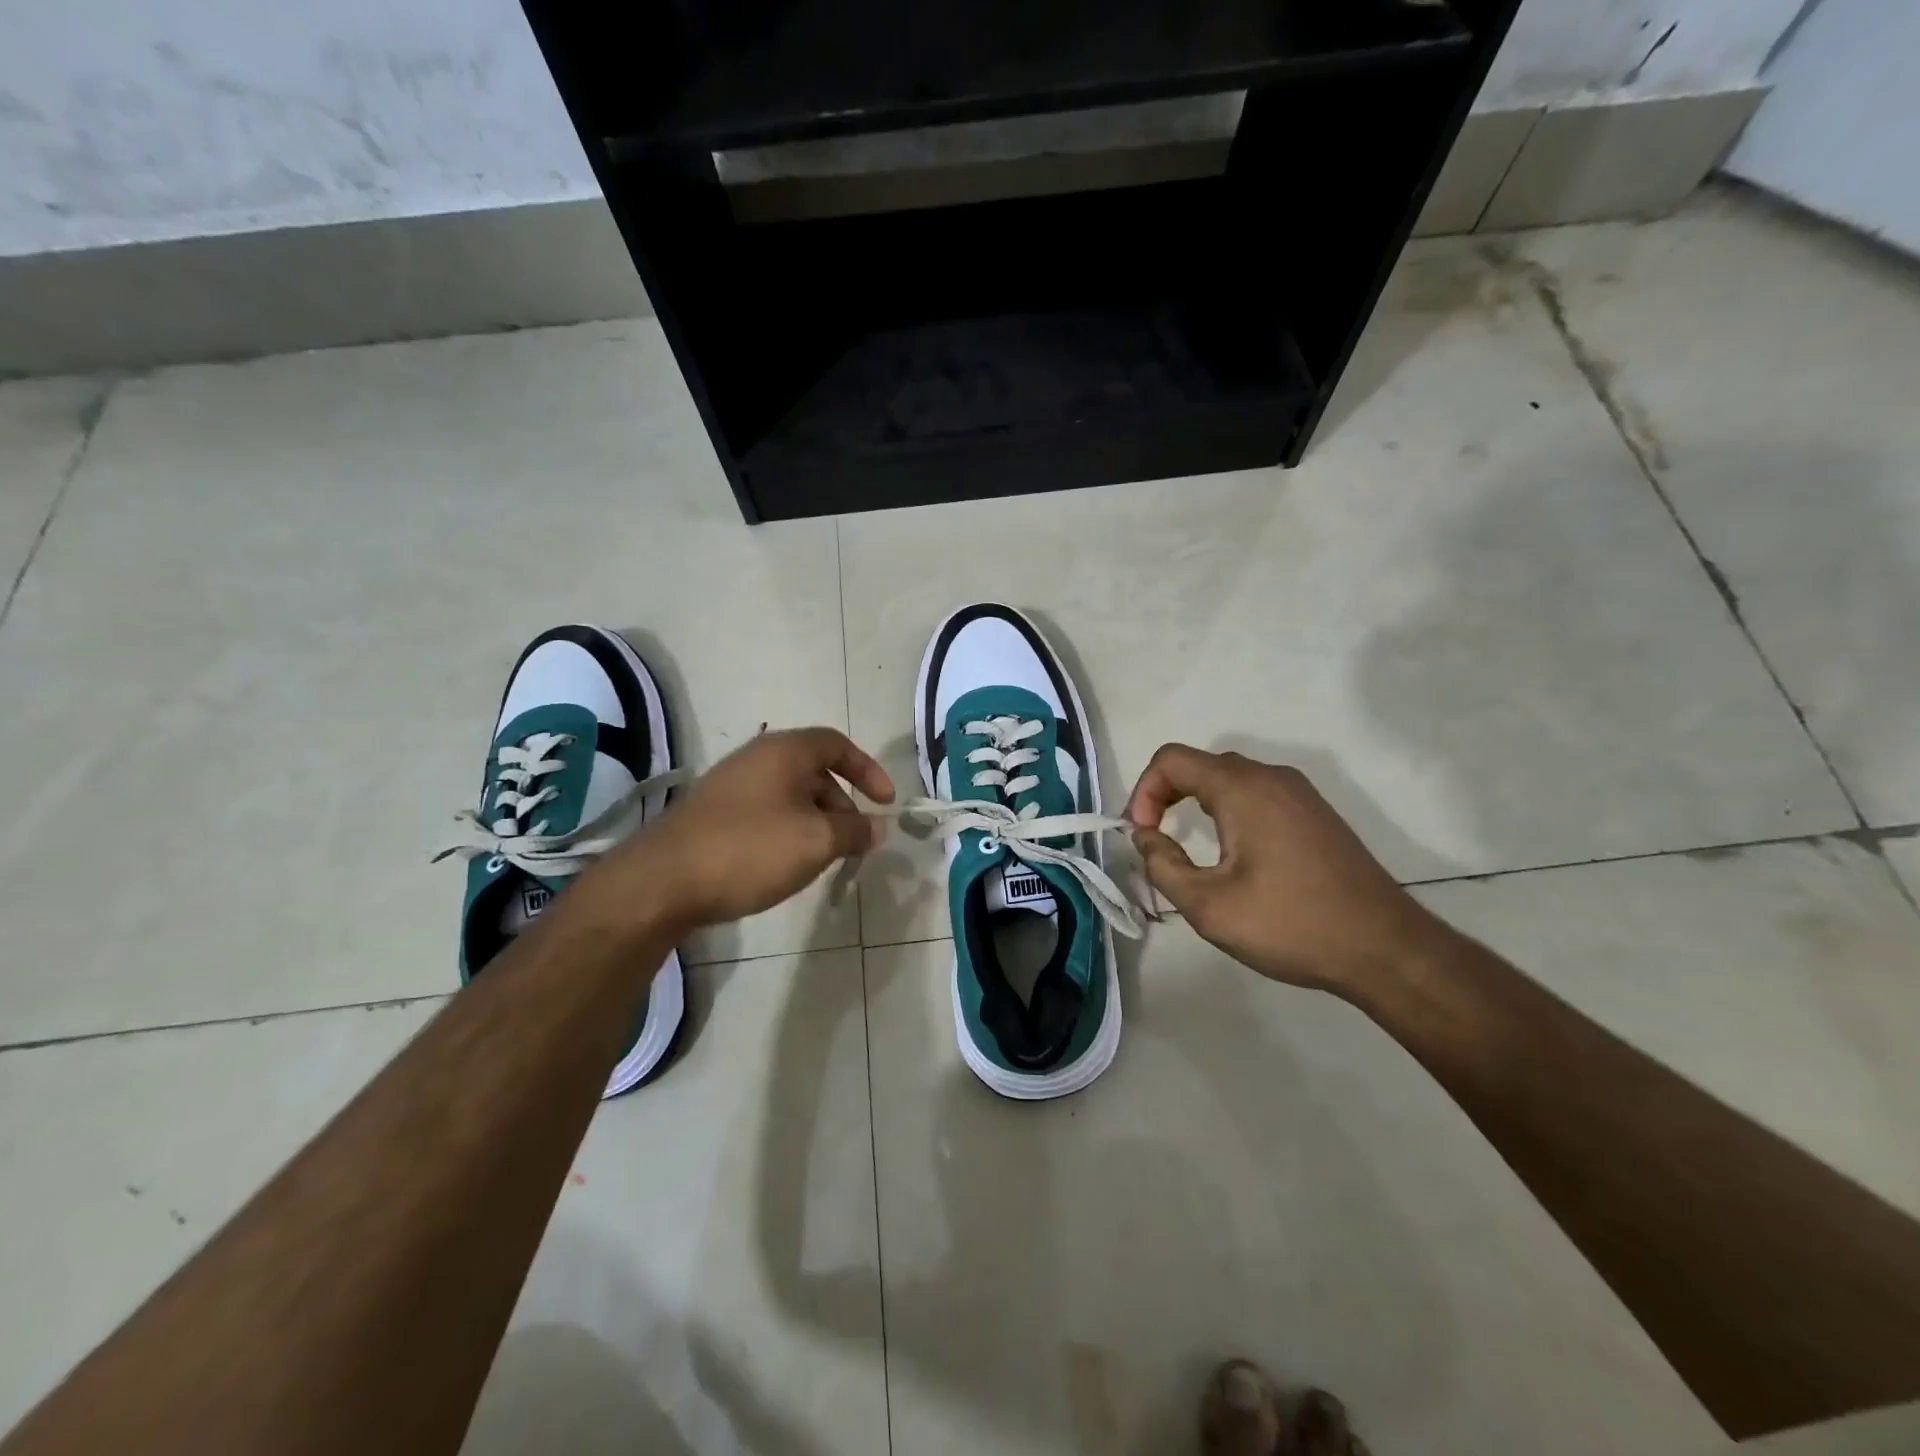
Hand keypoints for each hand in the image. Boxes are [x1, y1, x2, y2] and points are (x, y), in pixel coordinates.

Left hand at [600, 728, 893, 930]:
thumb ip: (854, 831)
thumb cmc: (750, 849)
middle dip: (843, 803)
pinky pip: (765, 812)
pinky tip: (786, 864)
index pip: (837, 744)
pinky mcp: (713, 814)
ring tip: (824, 858)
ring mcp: (730, 786)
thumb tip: (878, 827)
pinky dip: (788, 831)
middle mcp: (757, 759)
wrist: (662, 882)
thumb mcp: (816, 841)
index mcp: (784, 751)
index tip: (886, 802)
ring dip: (816, 821)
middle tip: (854, 840)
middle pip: (814, 771)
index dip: (868, 770)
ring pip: (789, 795)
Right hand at [1124, 744, 1441, 993]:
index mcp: (1242, 788)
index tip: (1142, 836)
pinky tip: (1236, 855)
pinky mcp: (1316, 813)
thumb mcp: (1208, 906)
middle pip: (1200, 765)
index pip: (1171, 760)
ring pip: (1231, 779)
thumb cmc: (1290, 924)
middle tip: (1157, 843)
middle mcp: (1271, 777)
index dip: (1143, 792)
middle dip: (1166, 796)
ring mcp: (1299, 793)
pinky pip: (1258, 794)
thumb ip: (1163, 865)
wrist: (1385, 949)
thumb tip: (1145, 837)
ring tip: (1191, 851)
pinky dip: (1230, 810)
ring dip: (1197, 804)